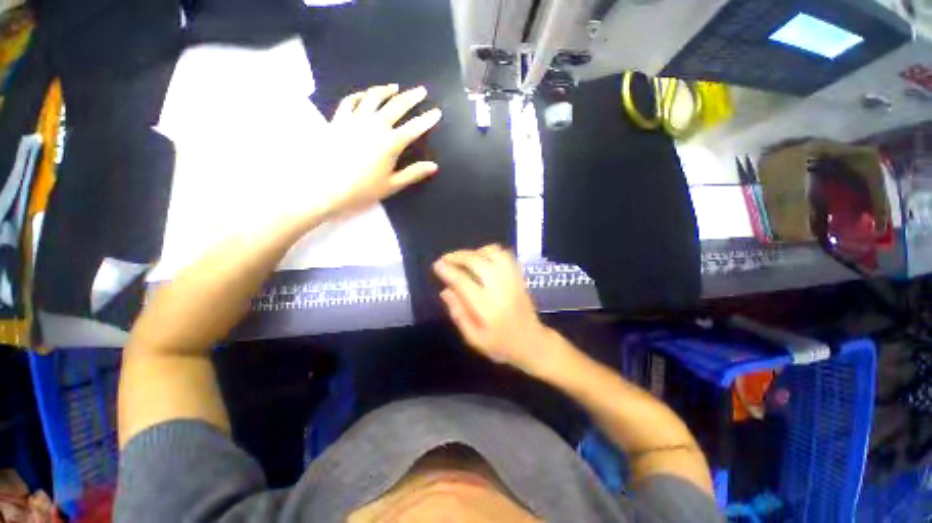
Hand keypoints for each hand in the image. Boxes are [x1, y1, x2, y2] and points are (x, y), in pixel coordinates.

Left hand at [319, 84, 441, 217]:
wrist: (326, 187)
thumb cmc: (363, 189)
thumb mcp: (392, 185)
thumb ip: (414, 173)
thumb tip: (434, 166)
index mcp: (390, 143)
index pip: (414, 128)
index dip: (427, 120)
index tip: (437, 112)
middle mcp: (375, 125)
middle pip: (396, 106)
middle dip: (411, 97)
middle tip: (421, 91)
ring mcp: (355, 119)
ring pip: (373, 97)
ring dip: (386, 90)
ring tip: (395, 87)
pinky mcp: (339, 119)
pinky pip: (351, 100)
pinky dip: (360, 95)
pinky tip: (366, 94)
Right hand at [433, 245, 553, 374]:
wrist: (533, 344)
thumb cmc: (502, 346)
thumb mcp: (474, 339)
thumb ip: (458, 314)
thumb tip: (445, 291)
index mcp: (488, 308)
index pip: (464, 282)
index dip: (448, 271)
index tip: (437, 265)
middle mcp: (501, 289)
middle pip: (477, 262)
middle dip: (458, 256)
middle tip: (445, 259)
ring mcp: (512, 280)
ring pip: (493, 254)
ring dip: (475, 252)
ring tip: (463, 259)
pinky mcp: (519, 277)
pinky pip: (505, 256)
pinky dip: (490, 252)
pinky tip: (481, 258)